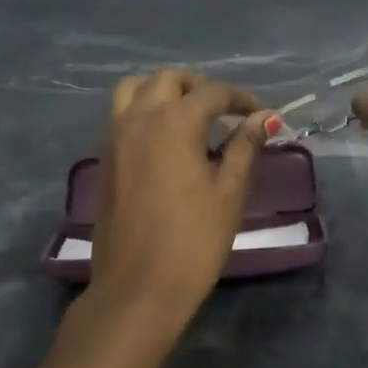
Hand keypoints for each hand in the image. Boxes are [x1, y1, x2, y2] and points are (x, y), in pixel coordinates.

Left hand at [88, 70, 269, 327]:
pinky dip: (143, 111)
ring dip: (164, 91)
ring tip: (189, 115)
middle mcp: (139, 118)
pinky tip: (165, 140)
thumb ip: (245, 147)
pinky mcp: (104, 159)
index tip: (261, 113)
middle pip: (169, 80)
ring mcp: (114, 137)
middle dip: (200, 87)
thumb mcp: (229, 192)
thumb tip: (263, 118)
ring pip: (134, 90)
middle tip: (225, 110)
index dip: (241, 98)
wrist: (138, 287)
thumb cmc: (194, 240)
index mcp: (174, 121)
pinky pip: (121, 116)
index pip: (212, 93)